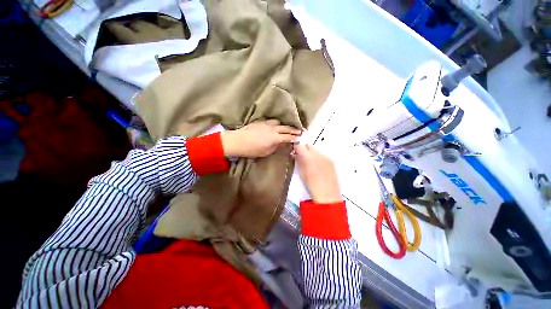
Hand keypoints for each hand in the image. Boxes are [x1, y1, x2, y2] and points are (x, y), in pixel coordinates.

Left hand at [221, 120, 300, 157]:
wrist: (238, 141)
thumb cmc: (252, 149)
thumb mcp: (266, 152)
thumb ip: (276, 147)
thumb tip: (281, 143)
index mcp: (275, 138)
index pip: (288, 137)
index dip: (294, 138)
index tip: (299, 138)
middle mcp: (273, 129)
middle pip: (286, 128)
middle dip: (293, 130)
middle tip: (299, 131)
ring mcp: (266, 124)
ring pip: (278, 122)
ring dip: (284, 125)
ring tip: (285, 128)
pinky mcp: (260, 121)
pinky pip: (270, 121)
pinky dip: (275, 123)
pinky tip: (274, 126)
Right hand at [293, 144, 341, 203]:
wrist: (327, 194)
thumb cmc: (311, 185)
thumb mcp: (301, 172)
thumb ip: (298, 161)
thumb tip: (295, 154)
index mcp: (308, 156)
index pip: (299, 146)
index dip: (296, 148)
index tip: (294, 152)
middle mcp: (317, 154)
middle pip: (308, 146)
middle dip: (304, 150)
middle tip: (301, 158)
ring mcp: (325, 156)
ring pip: (316, 150)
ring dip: (311, 154)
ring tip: (310, 163)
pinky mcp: (331, 161)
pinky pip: (322, 155)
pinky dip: (318, 158)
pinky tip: (318, 166)